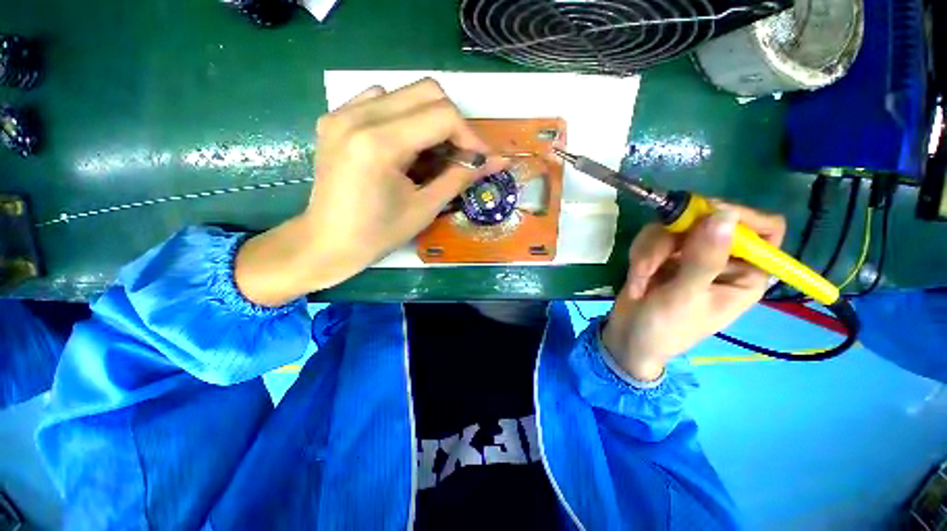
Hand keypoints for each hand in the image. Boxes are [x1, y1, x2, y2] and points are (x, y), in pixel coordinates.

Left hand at [235, 79, 505, 305]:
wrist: (327, 242)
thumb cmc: (378, 234)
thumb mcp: (425, 208)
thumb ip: (460, 178)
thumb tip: (496, 162)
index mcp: (379, 143)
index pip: (442, 115)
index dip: (470, 136)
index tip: (479, 160)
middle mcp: (357, 116)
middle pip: (426, 91)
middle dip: (452, 124)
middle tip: (458, 156)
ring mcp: (341, 113)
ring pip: (404, 93)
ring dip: (427, 119)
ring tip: (429, 154)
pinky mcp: (334, 119)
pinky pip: (379, 100)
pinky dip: (402, 117)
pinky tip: (402, 146)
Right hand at [602, 203, 785, 380]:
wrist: (629, 336)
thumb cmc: (666, 328)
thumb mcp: (686, 297)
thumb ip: (704, 258)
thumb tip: (725, 213)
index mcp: (746, 273)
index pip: (764, 228)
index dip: (738, 216)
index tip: (700, 220)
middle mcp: (722, 258)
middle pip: (706, 219)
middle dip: (670, 241)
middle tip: (650, 263)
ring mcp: (689, 252)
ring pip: (672, 226)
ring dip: (649, 252)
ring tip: (641, 280)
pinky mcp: (663, 252)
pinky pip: (652, 235)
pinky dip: (639, 254)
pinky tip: (637, 277)